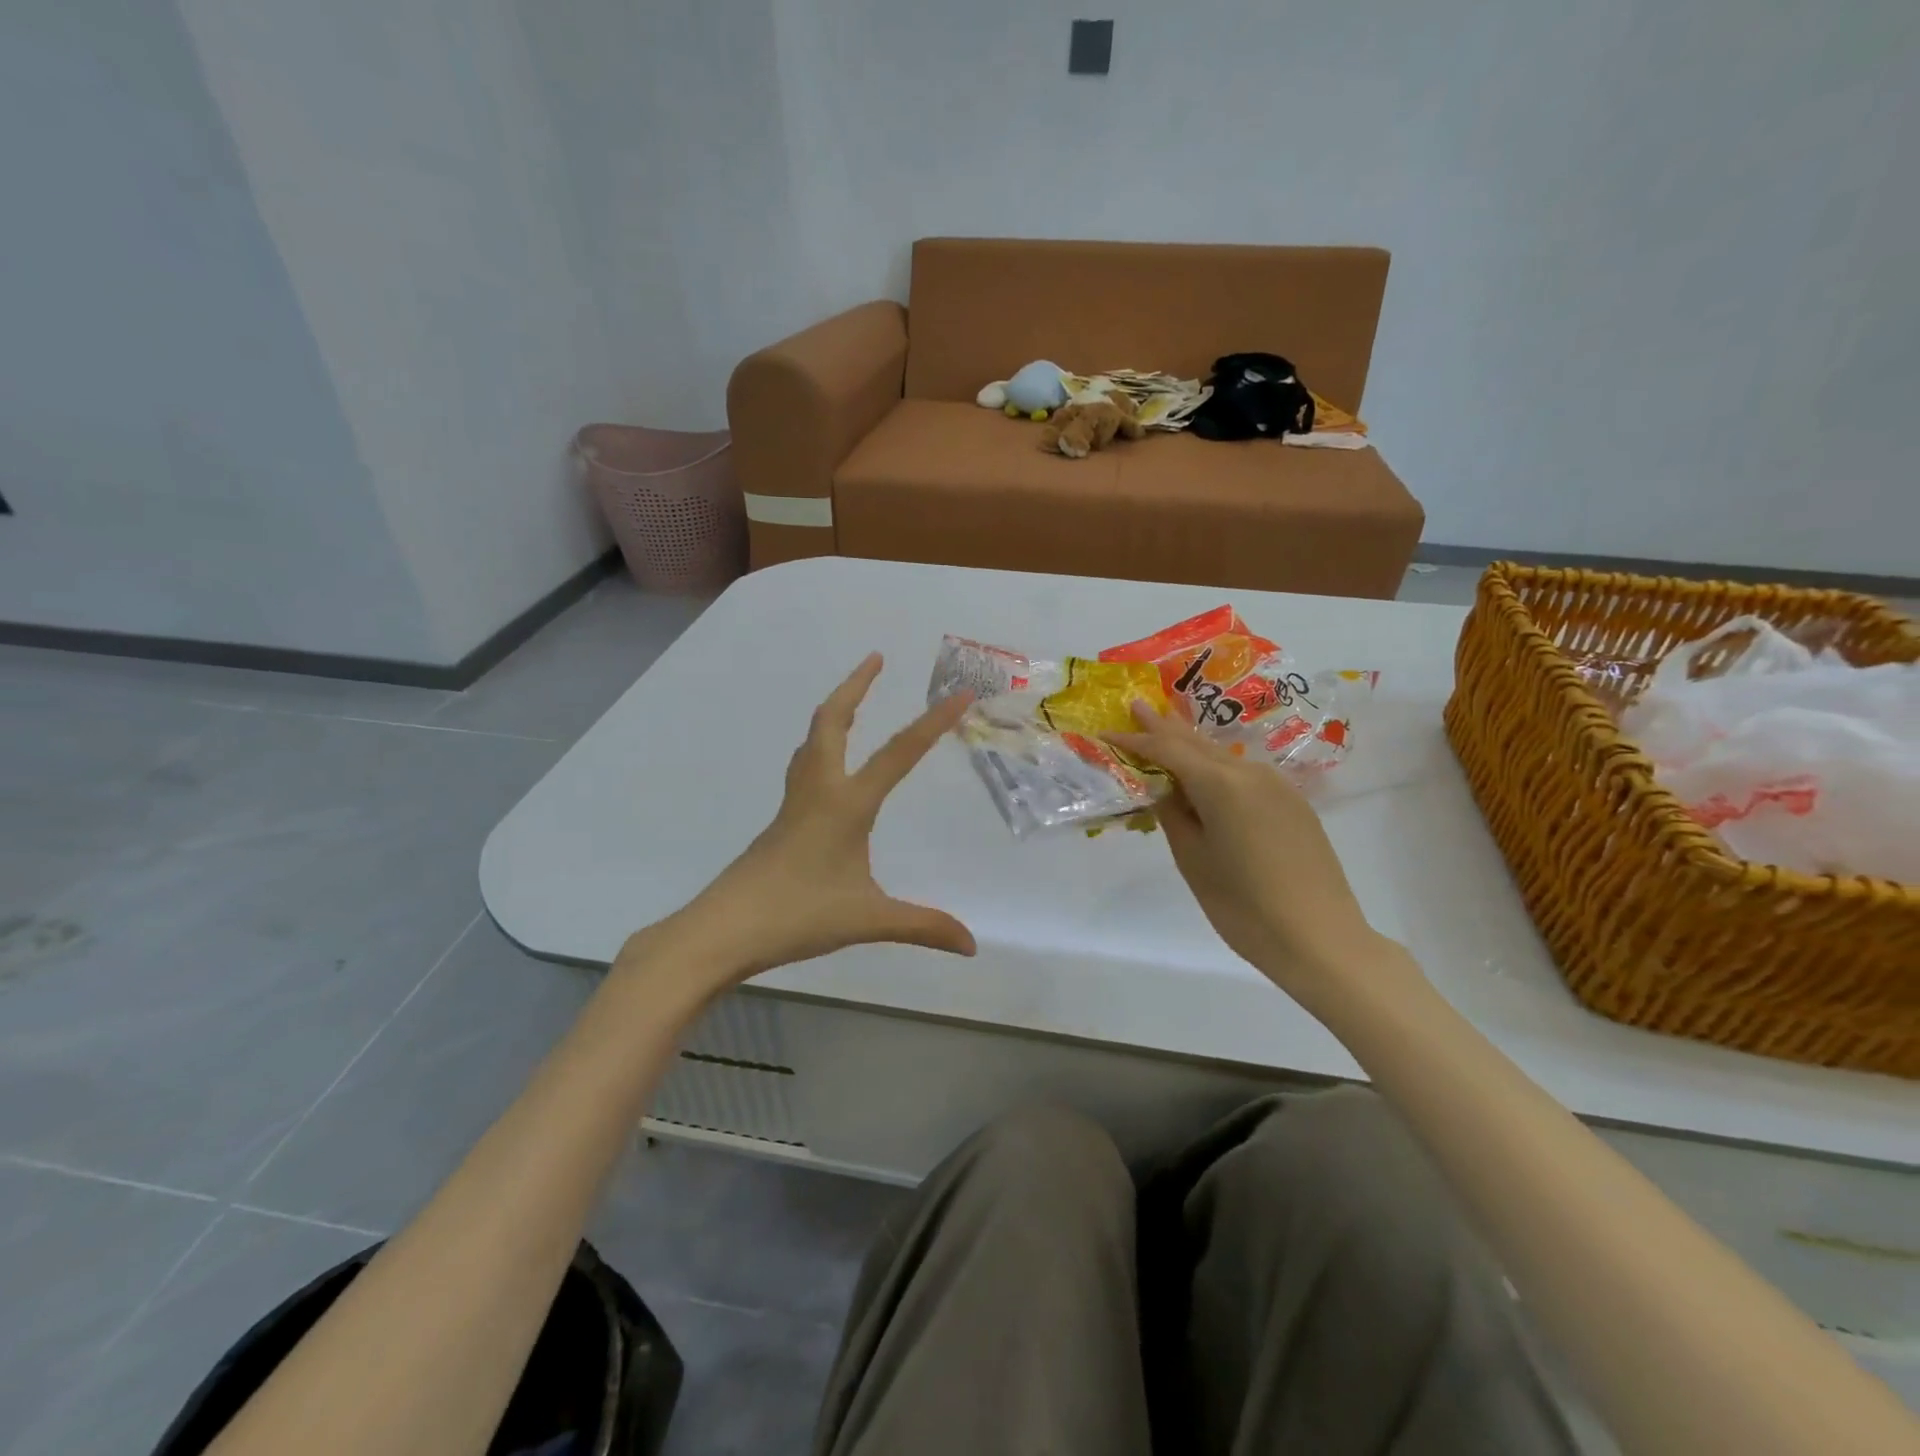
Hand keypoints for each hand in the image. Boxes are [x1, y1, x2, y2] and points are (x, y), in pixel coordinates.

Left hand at [658, 653, 975, 986]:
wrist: (722, 929)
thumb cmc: (797, 916)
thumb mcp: (868, 920)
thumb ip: (922, 926)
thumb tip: (971, 944)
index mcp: (846, 804)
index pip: (898, 754)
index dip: (932, 723)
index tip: (959, 694)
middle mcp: (818, 791)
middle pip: (831, 721)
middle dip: (855, 685)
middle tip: (875, 658)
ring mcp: (793, 805)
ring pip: (812, 740)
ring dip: (835, 711)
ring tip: (853, 700)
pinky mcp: (781, 822)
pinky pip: (804, 767)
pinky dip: (821, 746)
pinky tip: (829, 768)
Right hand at [1108, 701, 1386, 997]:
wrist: (1321, 939)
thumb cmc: (1244, 906)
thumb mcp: (1194, 861)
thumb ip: (1174, 816)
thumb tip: (1166, 791)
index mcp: (1222, 784)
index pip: (1167, 751)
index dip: (1135, 740)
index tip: (1107, 730)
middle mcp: (1251, 773)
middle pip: (1198, 742)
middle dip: (1165, 726)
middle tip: (1138, 706)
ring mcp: (1278, 787)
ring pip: (1223, 757)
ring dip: (1192, 746)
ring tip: (1166, 734)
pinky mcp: (1293, 805)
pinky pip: (1245, 775)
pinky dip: (1217, 768)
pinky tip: (1206, 775)